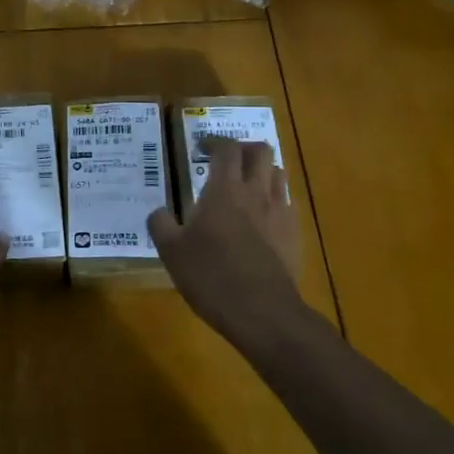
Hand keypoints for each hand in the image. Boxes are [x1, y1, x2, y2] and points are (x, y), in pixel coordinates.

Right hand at [149, 138, 303, 345]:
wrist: (262, 312)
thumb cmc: (211, 276)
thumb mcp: (171, 252)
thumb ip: (161, 225)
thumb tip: (159, 212)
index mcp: (224, 190)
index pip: (226, 148)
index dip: (213, 141)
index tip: (200, 147)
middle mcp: (256, 192)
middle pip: (260, 151)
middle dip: (243, 149)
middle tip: (226, 161)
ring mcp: (280, 212)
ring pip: (278, 173)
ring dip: (262, 171)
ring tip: (245, 186)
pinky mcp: (294, 235)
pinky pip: (287, 203)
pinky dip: (274, 200)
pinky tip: (261, 219)